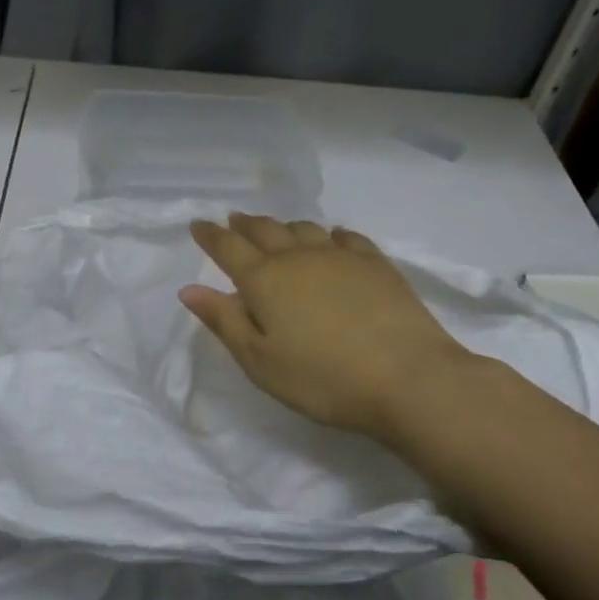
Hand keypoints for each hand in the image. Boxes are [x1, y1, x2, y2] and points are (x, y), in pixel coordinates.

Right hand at [180, 214, 476, 442]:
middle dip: (244, 224)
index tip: (197, 225)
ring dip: (283, 226)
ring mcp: (340, 257)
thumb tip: (189, 289)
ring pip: (303, 229)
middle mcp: (298, 257)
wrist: (409, 378)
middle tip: (233, 221)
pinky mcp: (376, 264)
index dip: (209, 235)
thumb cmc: (323, 379)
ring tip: (276, 230)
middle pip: (265, 230)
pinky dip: (330, 235)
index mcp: (264, 280)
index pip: (227, 248)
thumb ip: (224, 322)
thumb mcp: (260, 362)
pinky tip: (332, 239)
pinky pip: (346, 237)